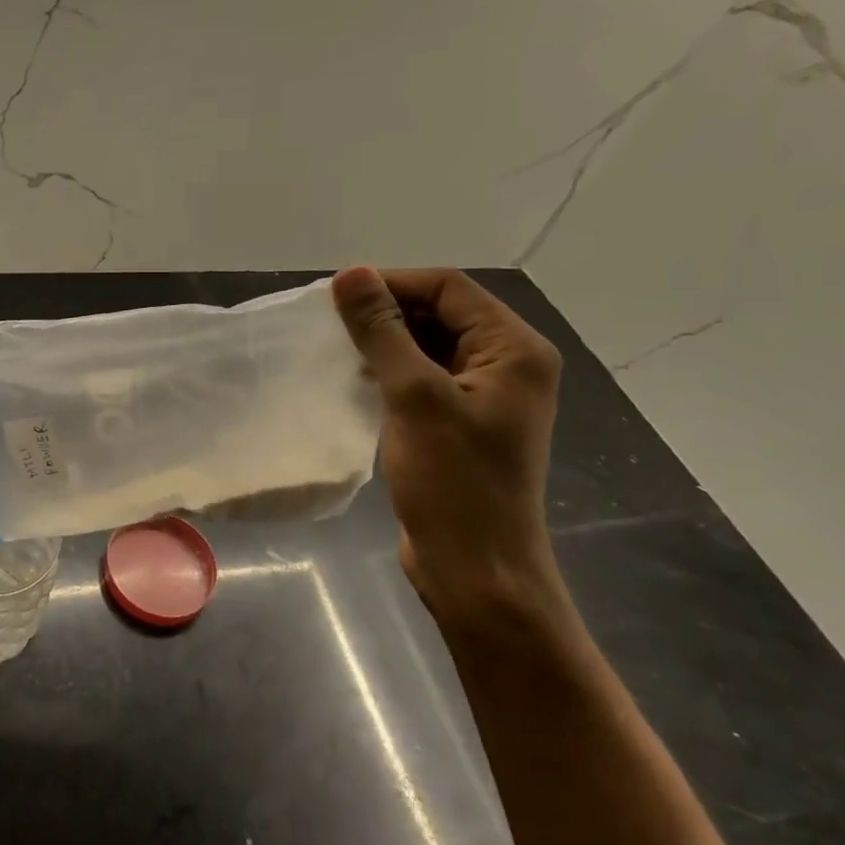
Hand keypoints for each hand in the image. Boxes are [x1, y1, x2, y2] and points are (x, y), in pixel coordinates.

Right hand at [332, 267, 564, 620]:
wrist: (476, 570)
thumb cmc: (453, 483)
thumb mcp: (415, 398)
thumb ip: (383, 333)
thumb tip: (351, 274)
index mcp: (514, 350)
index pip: (449, 289)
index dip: (392, 283)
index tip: (335, 296)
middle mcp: (507, 365)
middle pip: (441, 314)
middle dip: (386, 313)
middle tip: (330, 324)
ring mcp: (484, 397)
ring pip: (428, 347)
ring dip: (384, 344)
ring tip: (336, 350)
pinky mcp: (460, 424)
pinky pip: (423, 380)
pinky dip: (390, 373)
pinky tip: (355, 381)